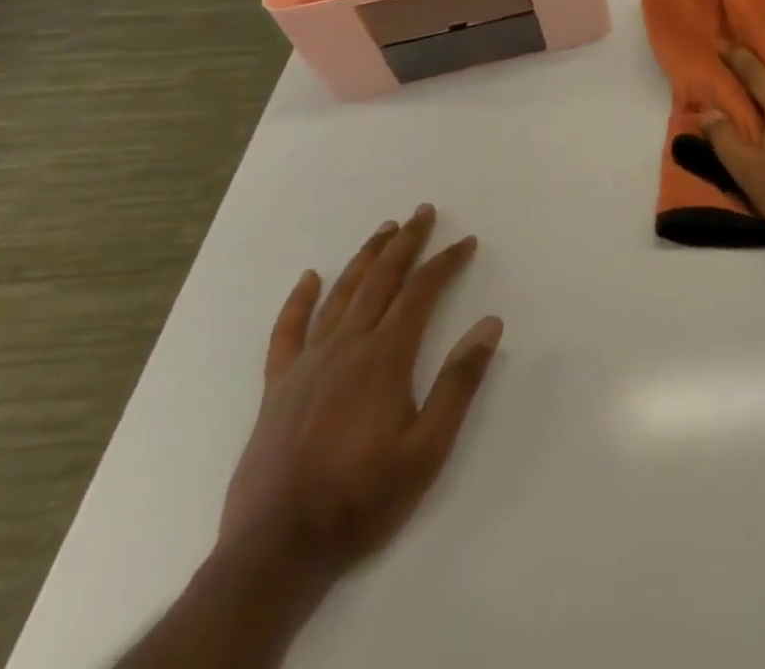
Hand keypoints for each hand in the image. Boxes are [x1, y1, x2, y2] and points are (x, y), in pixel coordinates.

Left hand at [219, 205, 502, 581]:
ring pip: (340, 295)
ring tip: (384, 230)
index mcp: (385, 357)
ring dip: (365, 258)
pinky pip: (287, 332)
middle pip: (380, 280)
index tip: (466, 242)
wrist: (275, 553)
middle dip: (405, 243)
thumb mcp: (428, 449)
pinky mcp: (277, 388)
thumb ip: (460, 383)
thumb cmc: (362, 498)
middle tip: (423, 212)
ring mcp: (307, 365)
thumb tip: (490, 324)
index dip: (446, 262)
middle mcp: (346, 347)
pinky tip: (310, 278)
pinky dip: (299, 301)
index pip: (422, 292)